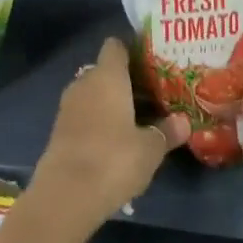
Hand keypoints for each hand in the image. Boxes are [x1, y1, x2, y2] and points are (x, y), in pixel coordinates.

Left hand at [30, 37, 186, 233]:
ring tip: (136, 120)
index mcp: (107, 75)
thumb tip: (184, 122)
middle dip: (125, 82)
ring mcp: (68, 107)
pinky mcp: (58, 131)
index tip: (152, 65)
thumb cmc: (114, 159)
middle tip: (151, 96)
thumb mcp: (150, 148)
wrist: (65, 195)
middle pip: (105, 71)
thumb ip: (167, 132)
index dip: (133, 52)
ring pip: (93, 94)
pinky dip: (97, 123)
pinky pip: (83, 116)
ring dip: (110, 104)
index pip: (116, 46)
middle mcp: (84, 82)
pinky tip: (114, 143)